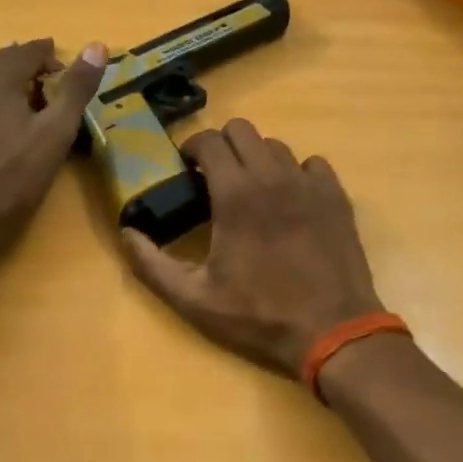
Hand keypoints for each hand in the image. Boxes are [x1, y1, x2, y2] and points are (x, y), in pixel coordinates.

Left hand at [0, 39, 106, 254]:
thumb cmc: (15, 174)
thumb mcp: (56, 132)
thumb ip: (77, 88)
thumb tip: (97, 46)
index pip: (29, 50)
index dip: (52, 56)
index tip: (70, 72)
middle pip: (4, 62)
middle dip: (31, 68)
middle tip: (54, 88)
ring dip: (11, 85)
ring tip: (31, 106)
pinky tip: (2, 128)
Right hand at [122, 119, 385, 378]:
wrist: (332, 331)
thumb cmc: (259, 315)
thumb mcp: (194, 299)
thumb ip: (152, 264)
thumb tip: (126, 233)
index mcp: (235, 193)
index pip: (209, 140)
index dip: (192, 148)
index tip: (187, 168)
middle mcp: (272, 175)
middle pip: (242, 130)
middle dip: (222, 145)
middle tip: (215, 176)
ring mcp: (308, 182)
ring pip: (276, 145)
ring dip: (257, 159)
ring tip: (253, 190)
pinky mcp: (336, 195)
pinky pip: (311, 164)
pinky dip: (296, 173)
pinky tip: (292, 200)